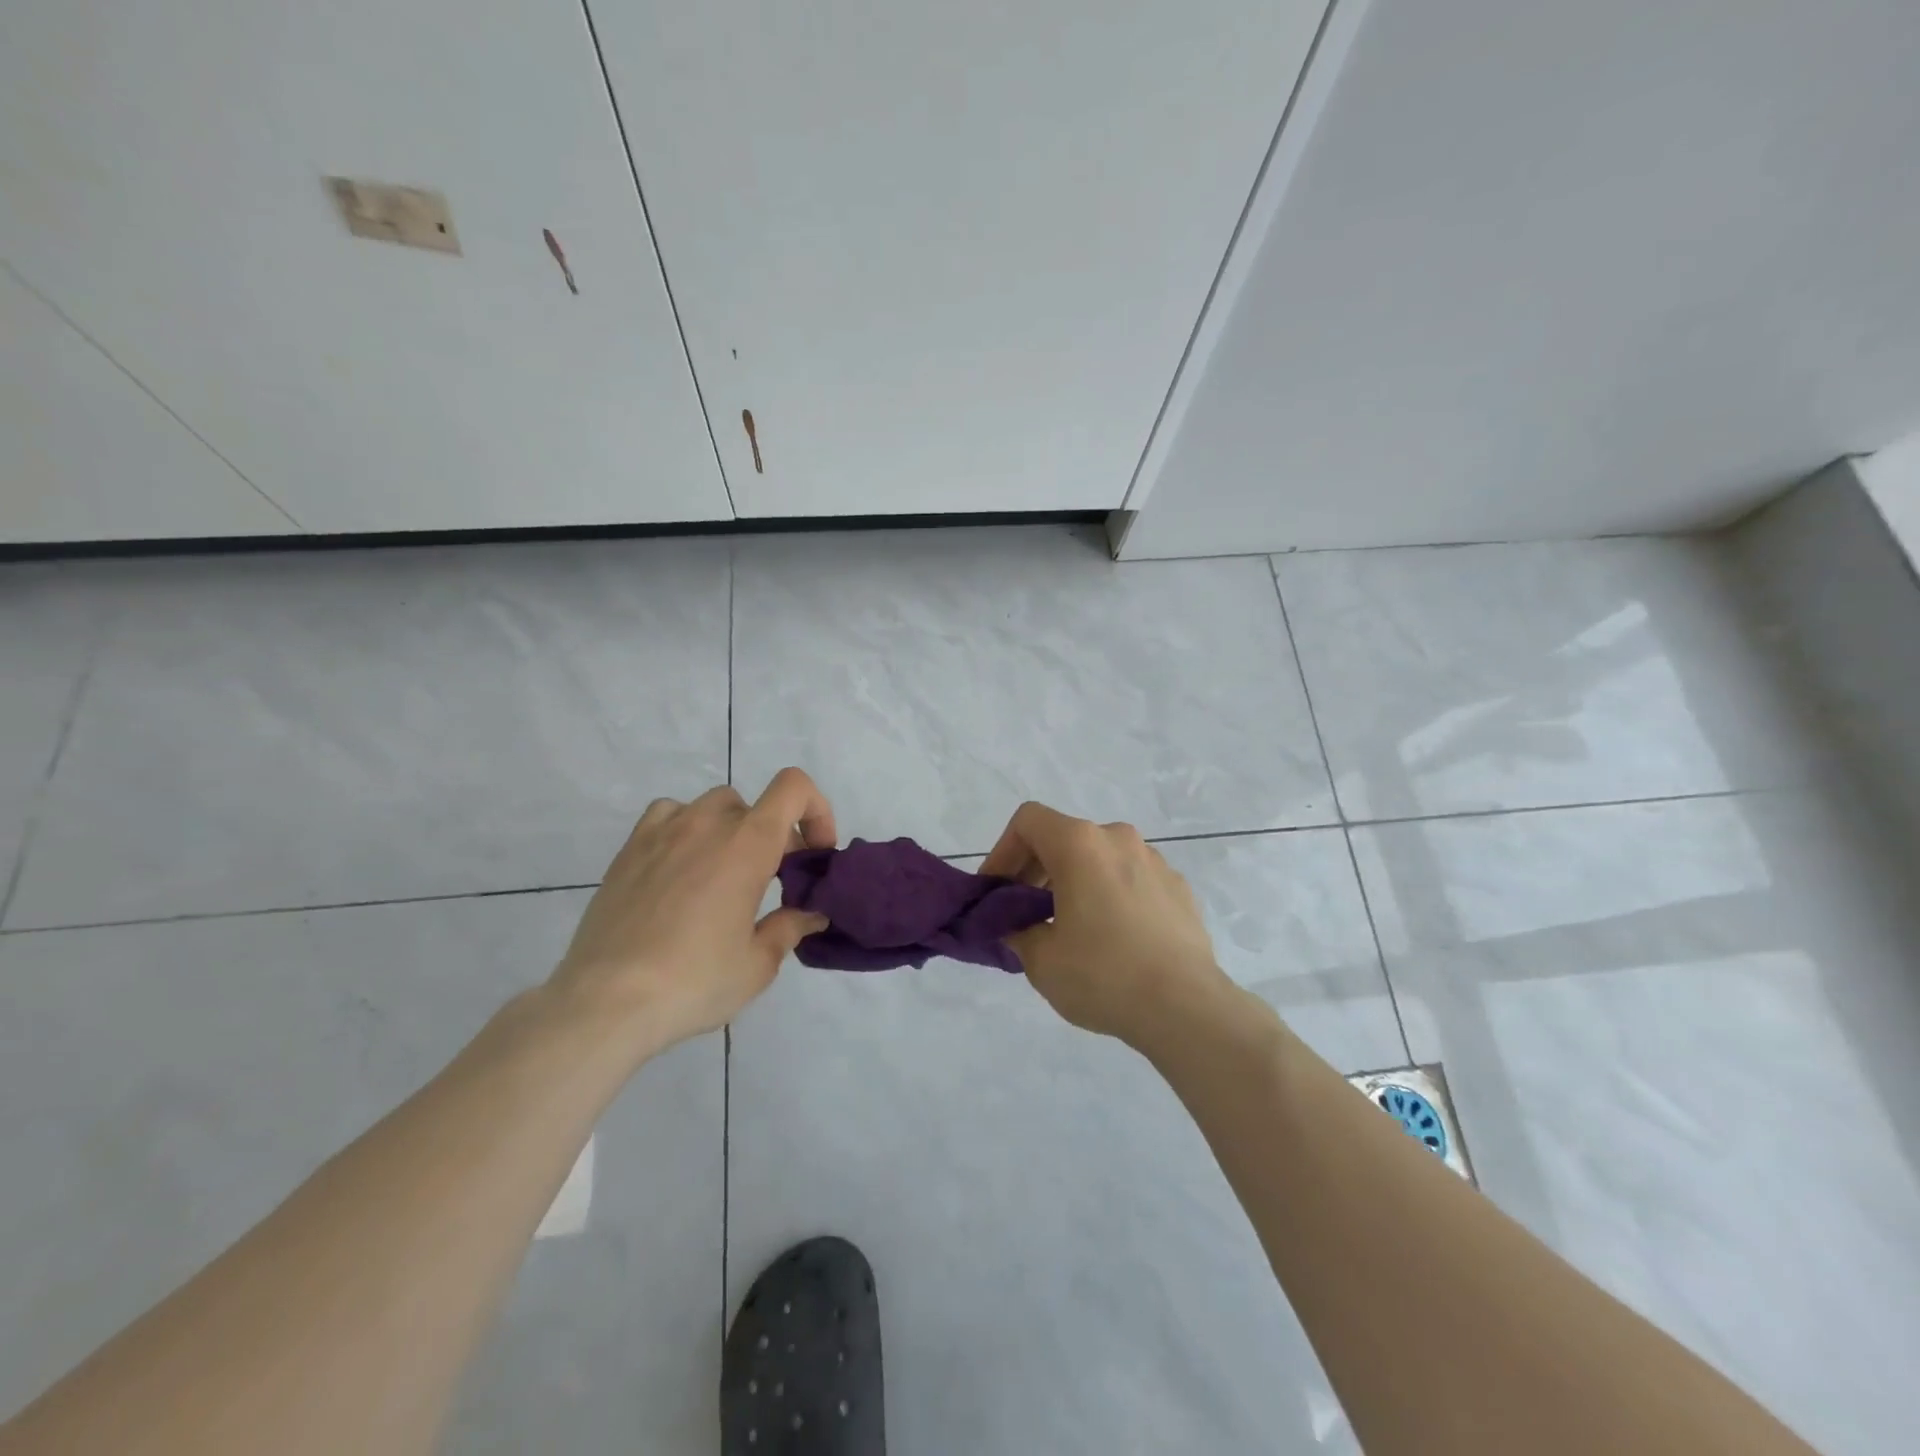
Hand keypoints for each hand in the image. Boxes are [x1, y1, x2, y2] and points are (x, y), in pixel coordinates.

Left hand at [548, 768, 836, 1051]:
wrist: (605, 1002)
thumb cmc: (693, 981)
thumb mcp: (757, 965)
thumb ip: (789, 929)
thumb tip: (809, 915)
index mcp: (747, 844)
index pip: (793, 788)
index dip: (816, 811)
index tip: (814, 855)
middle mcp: (706, 824)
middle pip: (756, 805)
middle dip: (775, 835)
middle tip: (774, 879)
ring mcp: (662, 832)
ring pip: (712, 807)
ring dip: (731, 830)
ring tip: (725, 874)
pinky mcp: (629, 850)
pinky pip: (668, 816)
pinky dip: (686, 829)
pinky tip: (681, 867)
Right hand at [980, 802, 1231, 1050]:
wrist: (1186, 1007)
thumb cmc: (1103, 975)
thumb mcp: (1041, 960)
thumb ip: (1017, 931)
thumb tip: (1018, 926)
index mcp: (1080, 844)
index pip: (1028, 820)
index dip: (1003, 850)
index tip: (998, 891)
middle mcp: (1118, 839)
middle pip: (1064, 838)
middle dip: (1037, 870)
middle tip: (1026, 914)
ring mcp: (1154, 861)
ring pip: (1100, 858)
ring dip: (1076, 882)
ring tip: (1070, 929)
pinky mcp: (1179, 887)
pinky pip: (1131, 879)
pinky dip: (1111, 896)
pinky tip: (1113, 939)